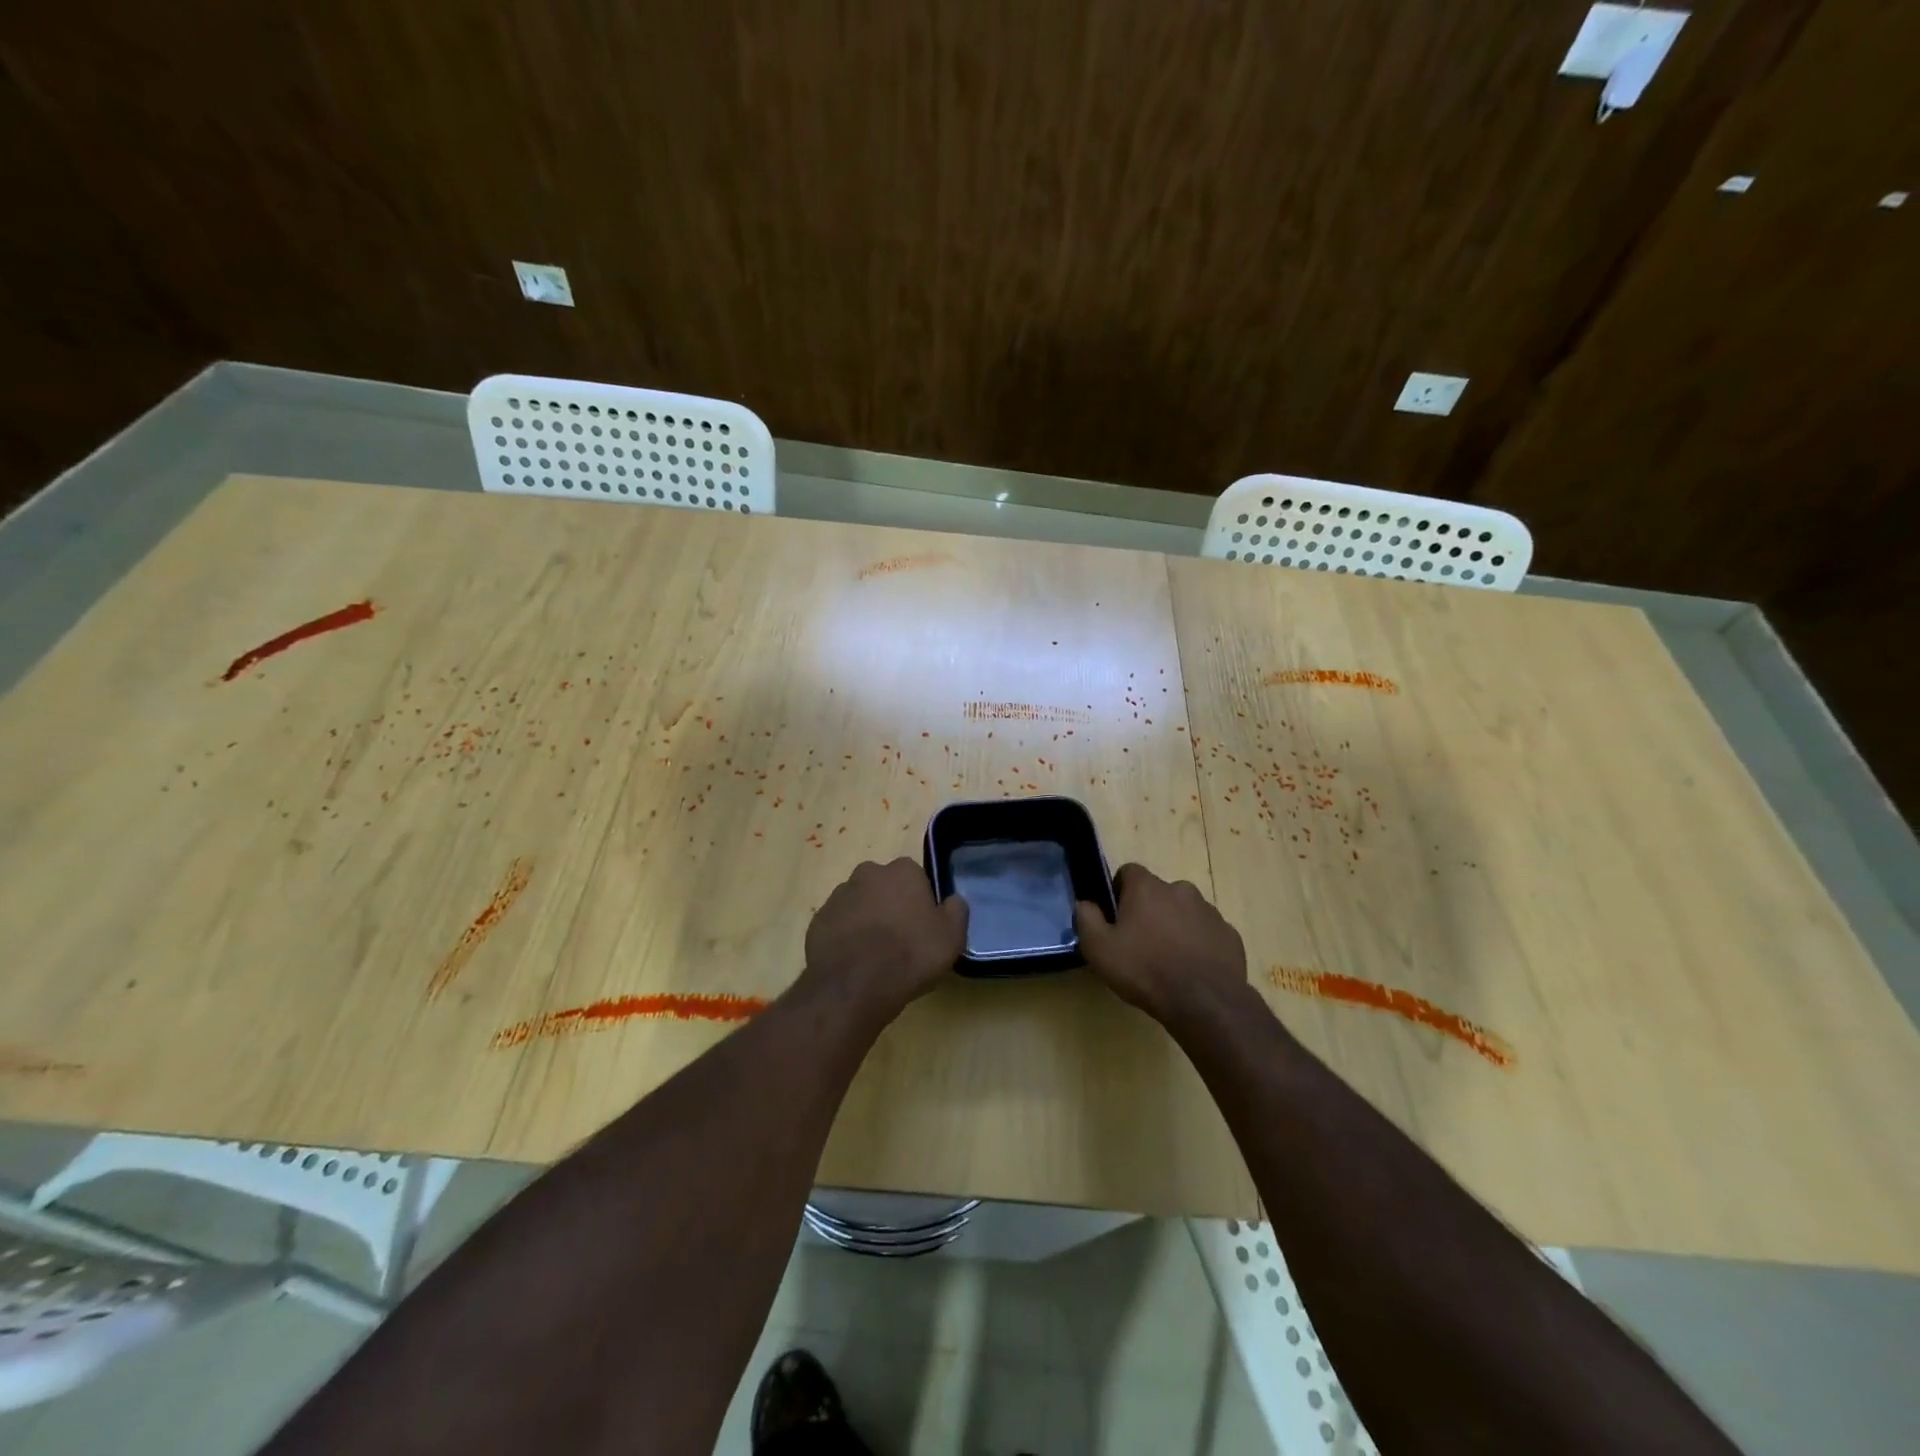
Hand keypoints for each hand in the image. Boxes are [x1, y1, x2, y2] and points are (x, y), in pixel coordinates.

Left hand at [802, 858, 968, 1022]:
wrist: (855, 985)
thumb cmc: (911, 954)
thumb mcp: (952, 936)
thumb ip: (957, 910)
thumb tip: (953, 900)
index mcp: (902, 871)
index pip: (916, 877)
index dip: (921, 901)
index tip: (924, 926)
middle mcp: (867, 873)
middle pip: (884, 887)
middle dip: (891, 905)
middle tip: (900, 940)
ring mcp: (838, 896)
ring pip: (859, 904)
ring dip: (867, 921)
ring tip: (876, 955)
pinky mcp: (818, 920)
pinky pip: (838, 925)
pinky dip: (846, 938)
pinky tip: (855, 963)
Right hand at [1074, 864, 1248, 1026]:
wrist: (1205, 1003)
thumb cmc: (1145, 970)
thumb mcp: (1099, 949)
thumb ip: (1086, 919)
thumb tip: (1084, 903)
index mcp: (1148, 888)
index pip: (1129, 871)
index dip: (1119, 890)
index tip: (1115, 917)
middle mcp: (1180, 889)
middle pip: (1158, 893)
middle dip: (1148, 911)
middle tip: (1139, 942)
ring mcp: (1209, 911)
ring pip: (1184, 912)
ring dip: (1174, 926)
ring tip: (1167, 960)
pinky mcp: (1229, 935)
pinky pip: (1206, 933)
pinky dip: (1198, 944)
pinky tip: (1191, 970)